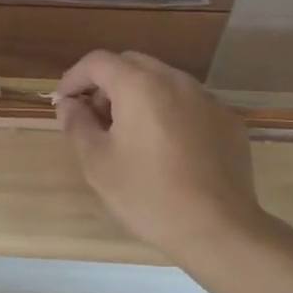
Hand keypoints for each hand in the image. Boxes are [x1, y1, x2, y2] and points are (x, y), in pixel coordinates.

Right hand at [55, 50, 272, 263]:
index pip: (98, 62)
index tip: (64, 103)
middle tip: (95, 118)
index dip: (74, 78)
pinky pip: (189, 103)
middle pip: (132, 64)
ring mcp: (208, 99)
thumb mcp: (97, 163)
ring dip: (138, 96)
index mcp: (140, 85)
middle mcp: (176, 81)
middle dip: (107, 84)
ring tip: (130, 135)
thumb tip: (69, 105)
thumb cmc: (148, 195)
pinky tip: (167, 149)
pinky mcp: (228, 121)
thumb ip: (77, 125)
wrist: (219, 231)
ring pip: (163, 81)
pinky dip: (169, 112)